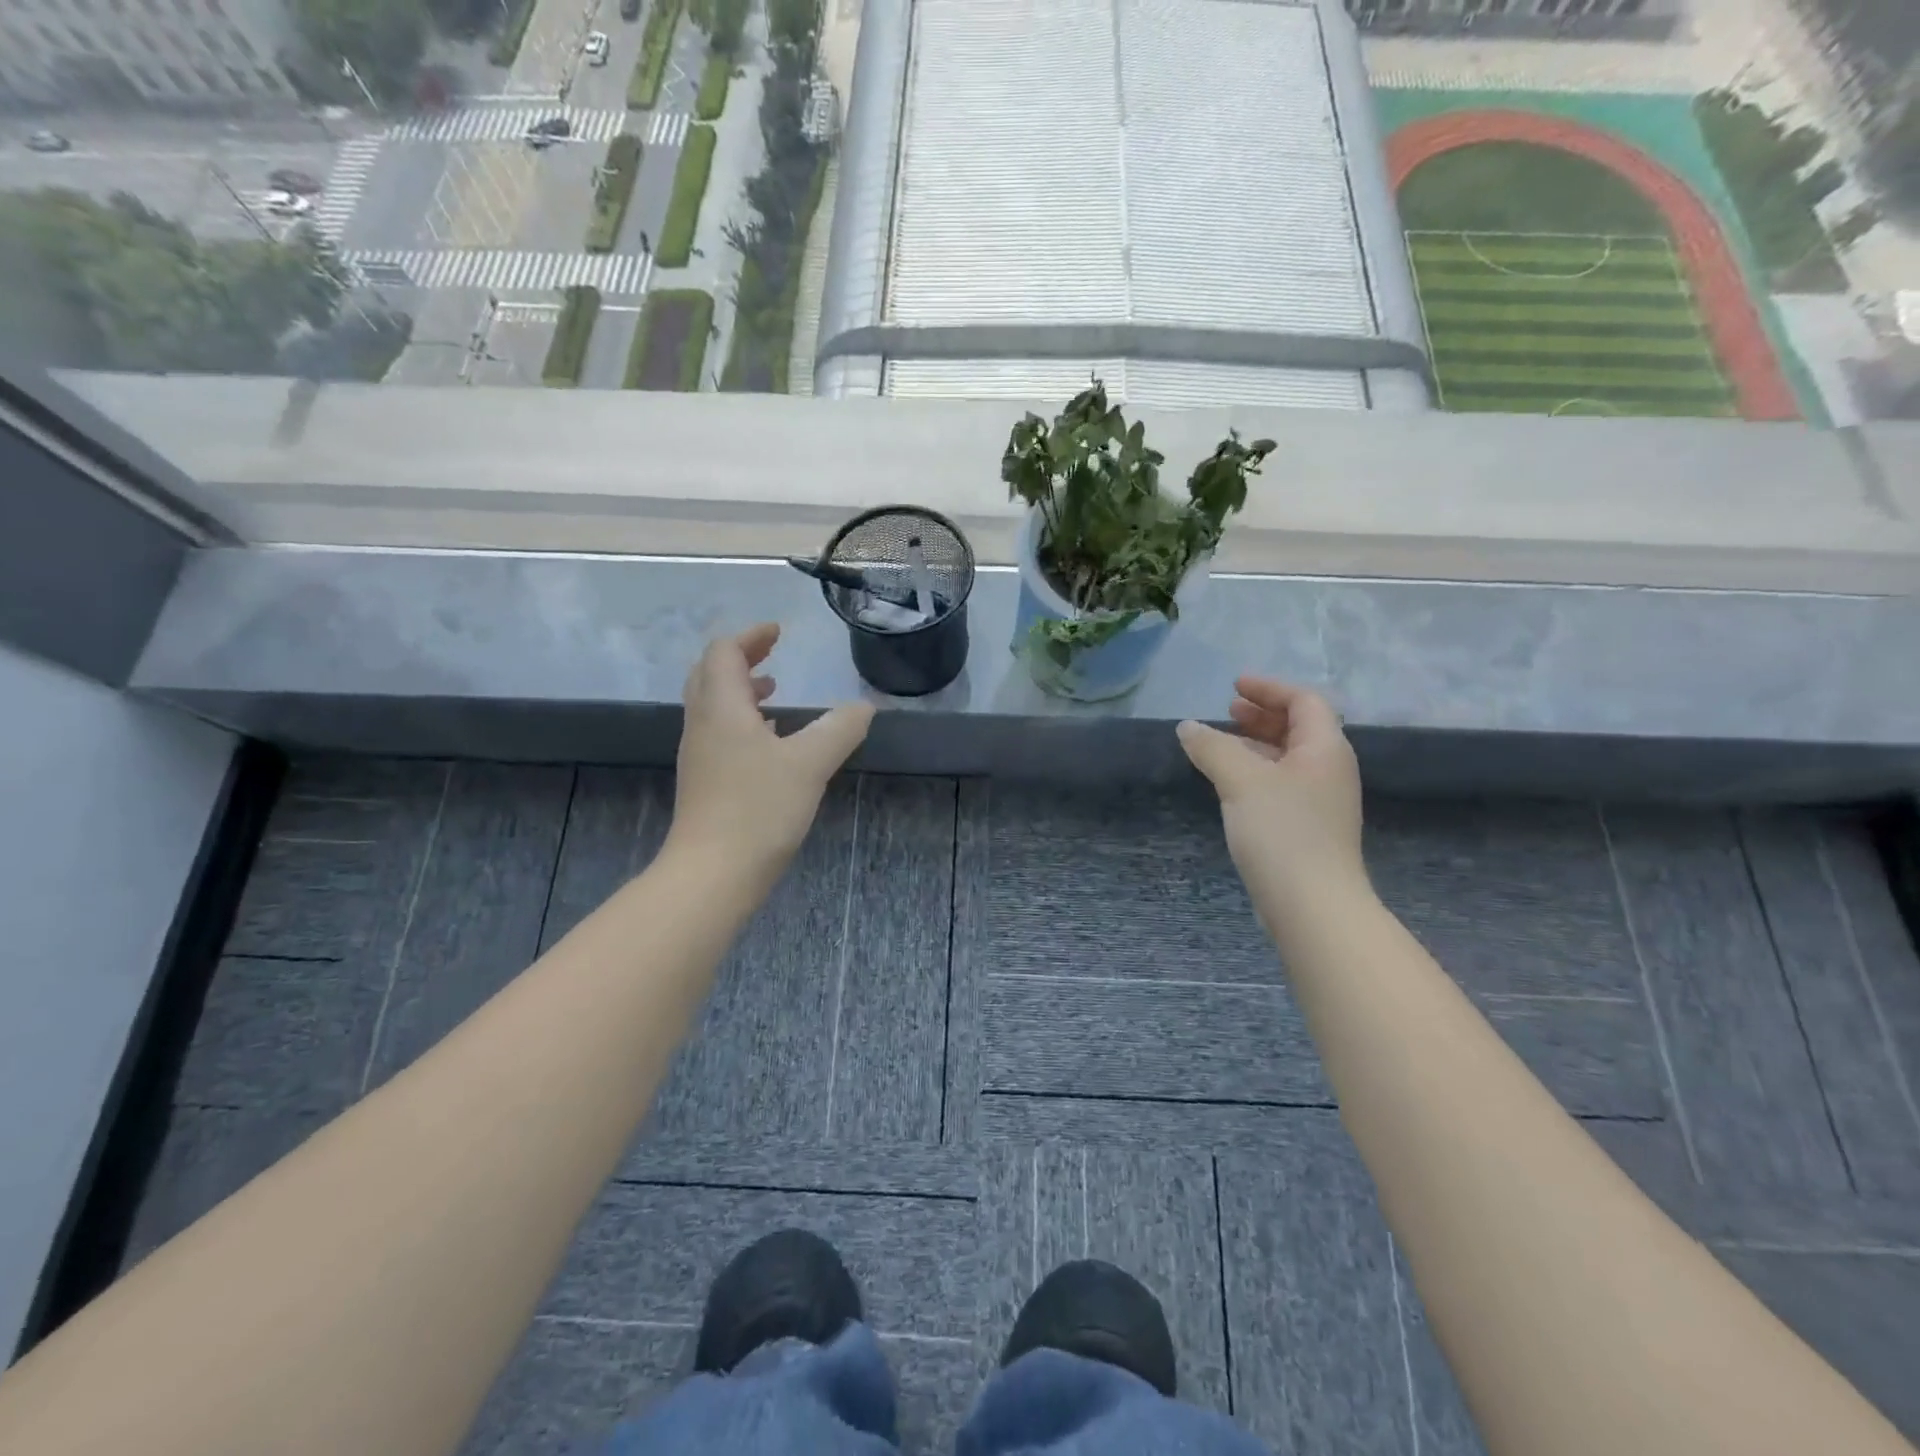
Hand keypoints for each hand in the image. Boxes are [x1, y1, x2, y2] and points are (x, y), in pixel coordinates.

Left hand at [667, 624, 874, 887]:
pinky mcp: (705, 782)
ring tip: (775, 692)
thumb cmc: (758, 810)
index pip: (724, 653)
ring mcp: (700, 755)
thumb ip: (840, 729)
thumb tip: (864, 707)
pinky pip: (719, 733)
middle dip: (741, 657)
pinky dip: (743, 721)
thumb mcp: (810, 764)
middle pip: (710, 674)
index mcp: (722, 708)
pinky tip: (770, 741)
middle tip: (773, 652)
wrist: (712, 874)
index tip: (779, 632)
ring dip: (741, 689)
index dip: (750, 636)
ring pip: (713, 705)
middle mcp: (702, 724)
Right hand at [1177, 677, 1366, 905]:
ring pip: (1288, 757)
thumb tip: (1188, 727)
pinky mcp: (1307, 828)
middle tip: (1227, 709)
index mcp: (1325, 748)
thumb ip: (1212, 747)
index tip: (1234, 686)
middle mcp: (1329, 769)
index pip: (1304, 701)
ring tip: (1220, 743)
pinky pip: (1281, 783)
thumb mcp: (1241, 780)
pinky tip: (1230, 783)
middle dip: (1262, 714)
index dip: (1269, 688)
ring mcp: (1320, 801)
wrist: (1312, 905)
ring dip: (1256, 743)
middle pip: (1299, 727)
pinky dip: (1256, 771)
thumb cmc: (1282, 832)